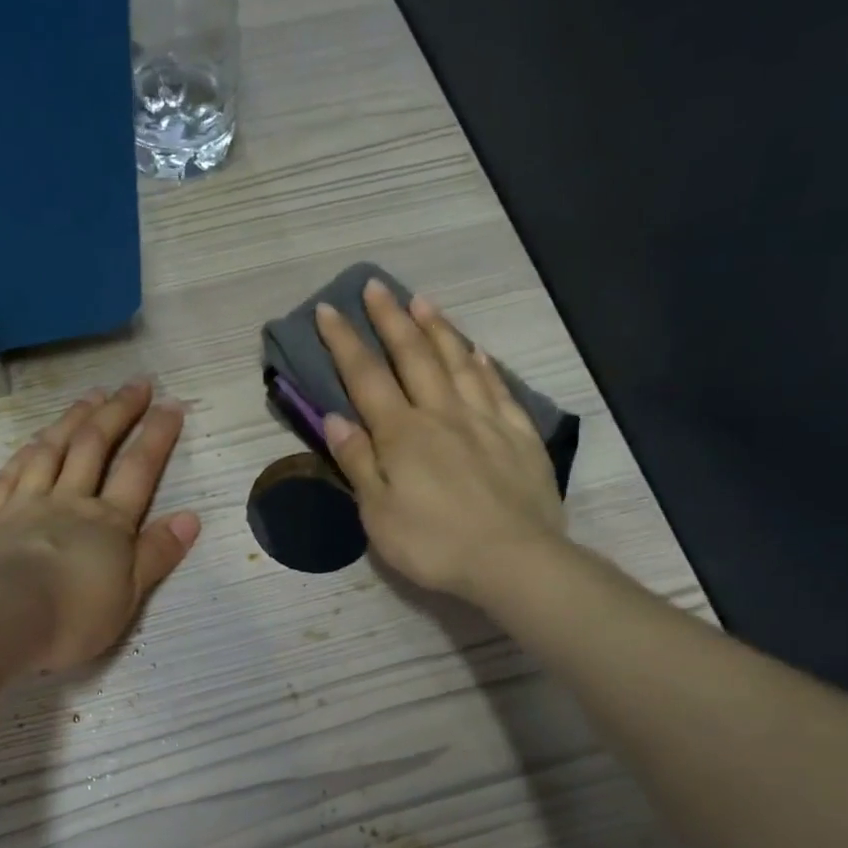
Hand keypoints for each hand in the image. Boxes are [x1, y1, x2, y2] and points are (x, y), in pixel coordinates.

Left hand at [0, 380, 200, 671]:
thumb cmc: (70, 617)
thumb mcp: (128, 596)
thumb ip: (157, 554)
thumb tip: (191, 517)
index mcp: (107, 523)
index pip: (138, 470)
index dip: (157, 435)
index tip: (171, 404)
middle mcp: (67, 502)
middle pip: (94, 446)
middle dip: (118, 412)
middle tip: (134, 383)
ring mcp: (24, 504)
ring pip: (51, 450)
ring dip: (73, 419)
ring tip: (90, 396)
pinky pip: (10, 473)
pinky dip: (26, 451)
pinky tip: (33, 440)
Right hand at [317, 279, 566, 604]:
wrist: (513, 560)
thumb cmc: (433, 544)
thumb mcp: (378, 513)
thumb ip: (358, 462)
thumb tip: (335, 418)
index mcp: (401, 435)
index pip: (366, 377)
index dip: (344, 342)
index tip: (329, 310)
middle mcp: (441, 414)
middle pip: (413, 356)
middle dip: (391, 319)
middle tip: (376, 287)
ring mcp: (484, 421)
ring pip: (457, 362)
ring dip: (437, 329)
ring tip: (422, 301)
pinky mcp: (518, 435)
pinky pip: (497, 388)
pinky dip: (483, 364)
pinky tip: (477, 350)